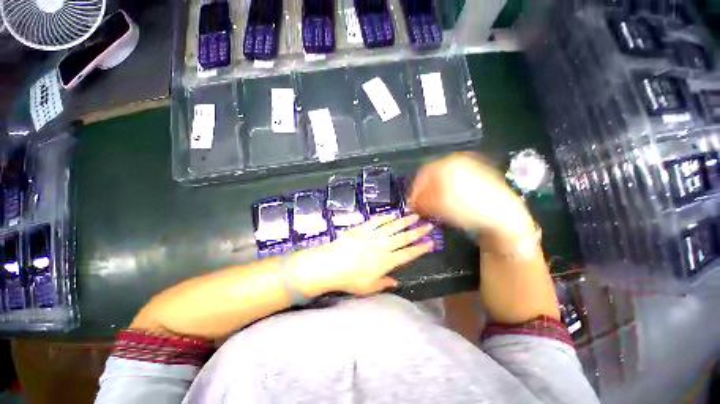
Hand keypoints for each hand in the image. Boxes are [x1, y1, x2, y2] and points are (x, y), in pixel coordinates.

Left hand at [291, 215, 434, 295]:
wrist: (332, 264)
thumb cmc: (350, 279)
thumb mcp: (369, 287)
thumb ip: (384, 283)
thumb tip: (395, 283)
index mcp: (387, 261)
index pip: (408, 254)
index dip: (421, 248)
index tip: (430, 243)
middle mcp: (383, 246)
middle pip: (404, 237)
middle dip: (418, 231)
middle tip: (428, 225)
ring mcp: (373, 235)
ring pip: (393, 226)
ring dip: (405, 221)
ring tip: (415, 215)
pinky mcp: (363, 228)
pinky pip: (377, 221)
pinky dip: (386, 217)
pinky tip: (393, 214)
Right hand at [408, 153, 535, 238]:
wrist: (503, 214)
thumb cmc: (467, 208)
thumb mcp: (438, 205)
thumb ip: (421, 202)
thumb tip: (412, 203)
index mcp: (447, 164)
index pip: (423, 175)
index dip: (415, 190)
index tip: (412, 203)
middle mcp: (458, 162)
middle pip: (433, 176)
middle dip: (425, 192)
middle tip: (422, 206)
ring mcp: (470, 168)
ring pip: (444, 180)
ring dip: (436, 193)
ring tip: (436, 207)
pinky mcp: (479, 176)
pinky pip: (456, 183)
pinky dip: (449, 193)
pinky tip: (450, 203)